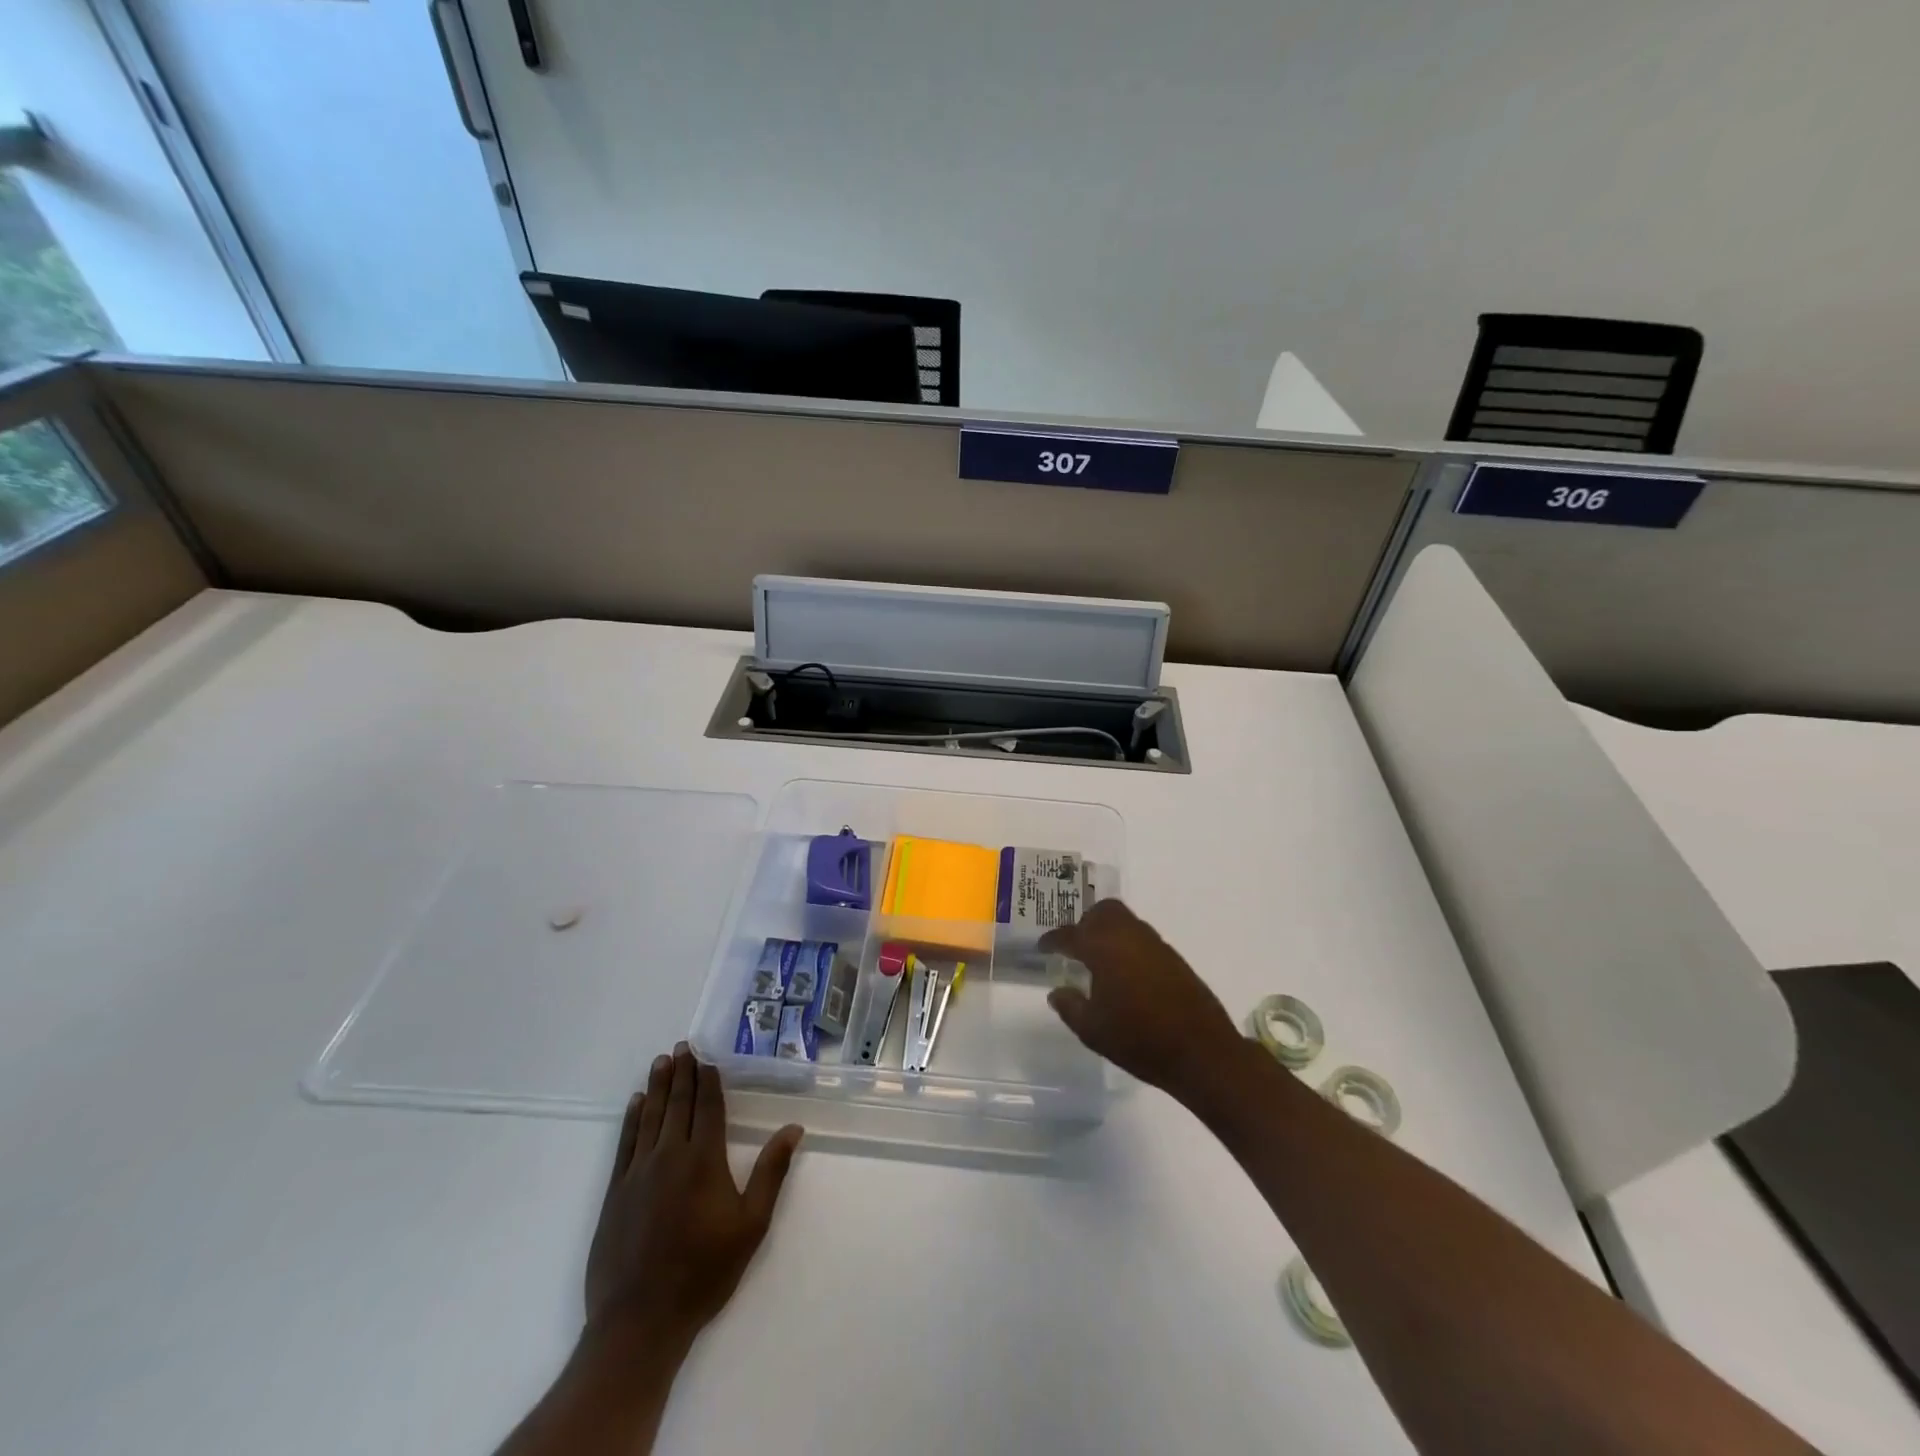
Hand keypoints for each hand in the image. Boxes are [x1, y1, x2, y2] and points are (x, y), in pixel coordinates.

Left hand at [585, 1043, 802, 1349]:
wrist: (640, 1321)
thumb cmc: (704, 1273)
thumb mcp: (751, 1225)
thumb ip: (771, 1172)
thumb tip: (794, 1128)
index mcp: (704, 1160)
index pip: (708, 1108)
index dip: (709, 1080)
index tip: (707, 1058)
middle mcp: (670, 1155)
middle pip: (678, 1104)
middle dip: (682, 1073)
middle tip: (683, 1046)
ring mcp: (638, 1172)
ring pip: (650, 1117)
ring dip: (656, 1086)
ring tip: (661, 1061)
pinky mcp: (615, 1192)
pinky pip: (625, 1142)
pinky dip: (631, 1118)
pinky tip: (634, 1103)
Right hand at [1040, 899, 1241, 1099]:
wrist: (1202, 1052)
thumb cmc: (1140, 1040)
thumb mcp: (1093, 1030)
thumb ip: (1070, 1006)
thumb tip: (1056, 991)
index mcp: (1103, 948)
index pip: (1070, 934)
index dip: (1052, 940)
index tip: (1043, 947)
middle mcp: (1129, 936)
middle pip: (1103, 911)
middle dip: (1085, 923)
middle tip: (1074, 946)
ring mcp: (1155, 944)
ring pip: (1125, 921)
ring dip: (1108, 932)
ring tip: (1097, 960)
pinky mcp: (1173, 958)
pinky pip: (1142, 938)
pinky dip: (1126, 945)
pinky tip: (1124, 973)